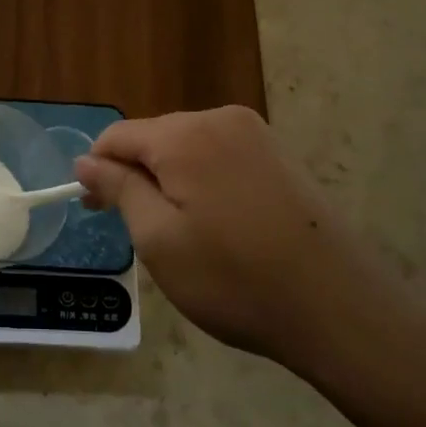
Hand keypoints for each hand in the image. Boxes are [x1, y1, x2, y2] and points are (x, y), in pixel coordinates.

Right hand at [75, 107, 400, 378]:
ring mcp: (256, 135)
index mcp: (184, 135)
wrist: (340, 307)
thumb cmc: (235, 278)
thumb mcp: (159, 239)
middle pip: (154, 137)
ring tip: (180, 234)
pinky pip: (220, 157)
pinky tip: (218, 225)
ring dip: (170, 181)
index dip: (98, 170)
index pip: (118, 136)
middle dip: (136, 175)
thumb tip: (85, 161)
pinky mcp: (280, 155)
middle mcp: (220, 119)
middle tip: (138, 231)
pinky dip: (204, 183)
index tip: (95, 211)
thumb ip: (118, 189)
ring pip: (187, 148)